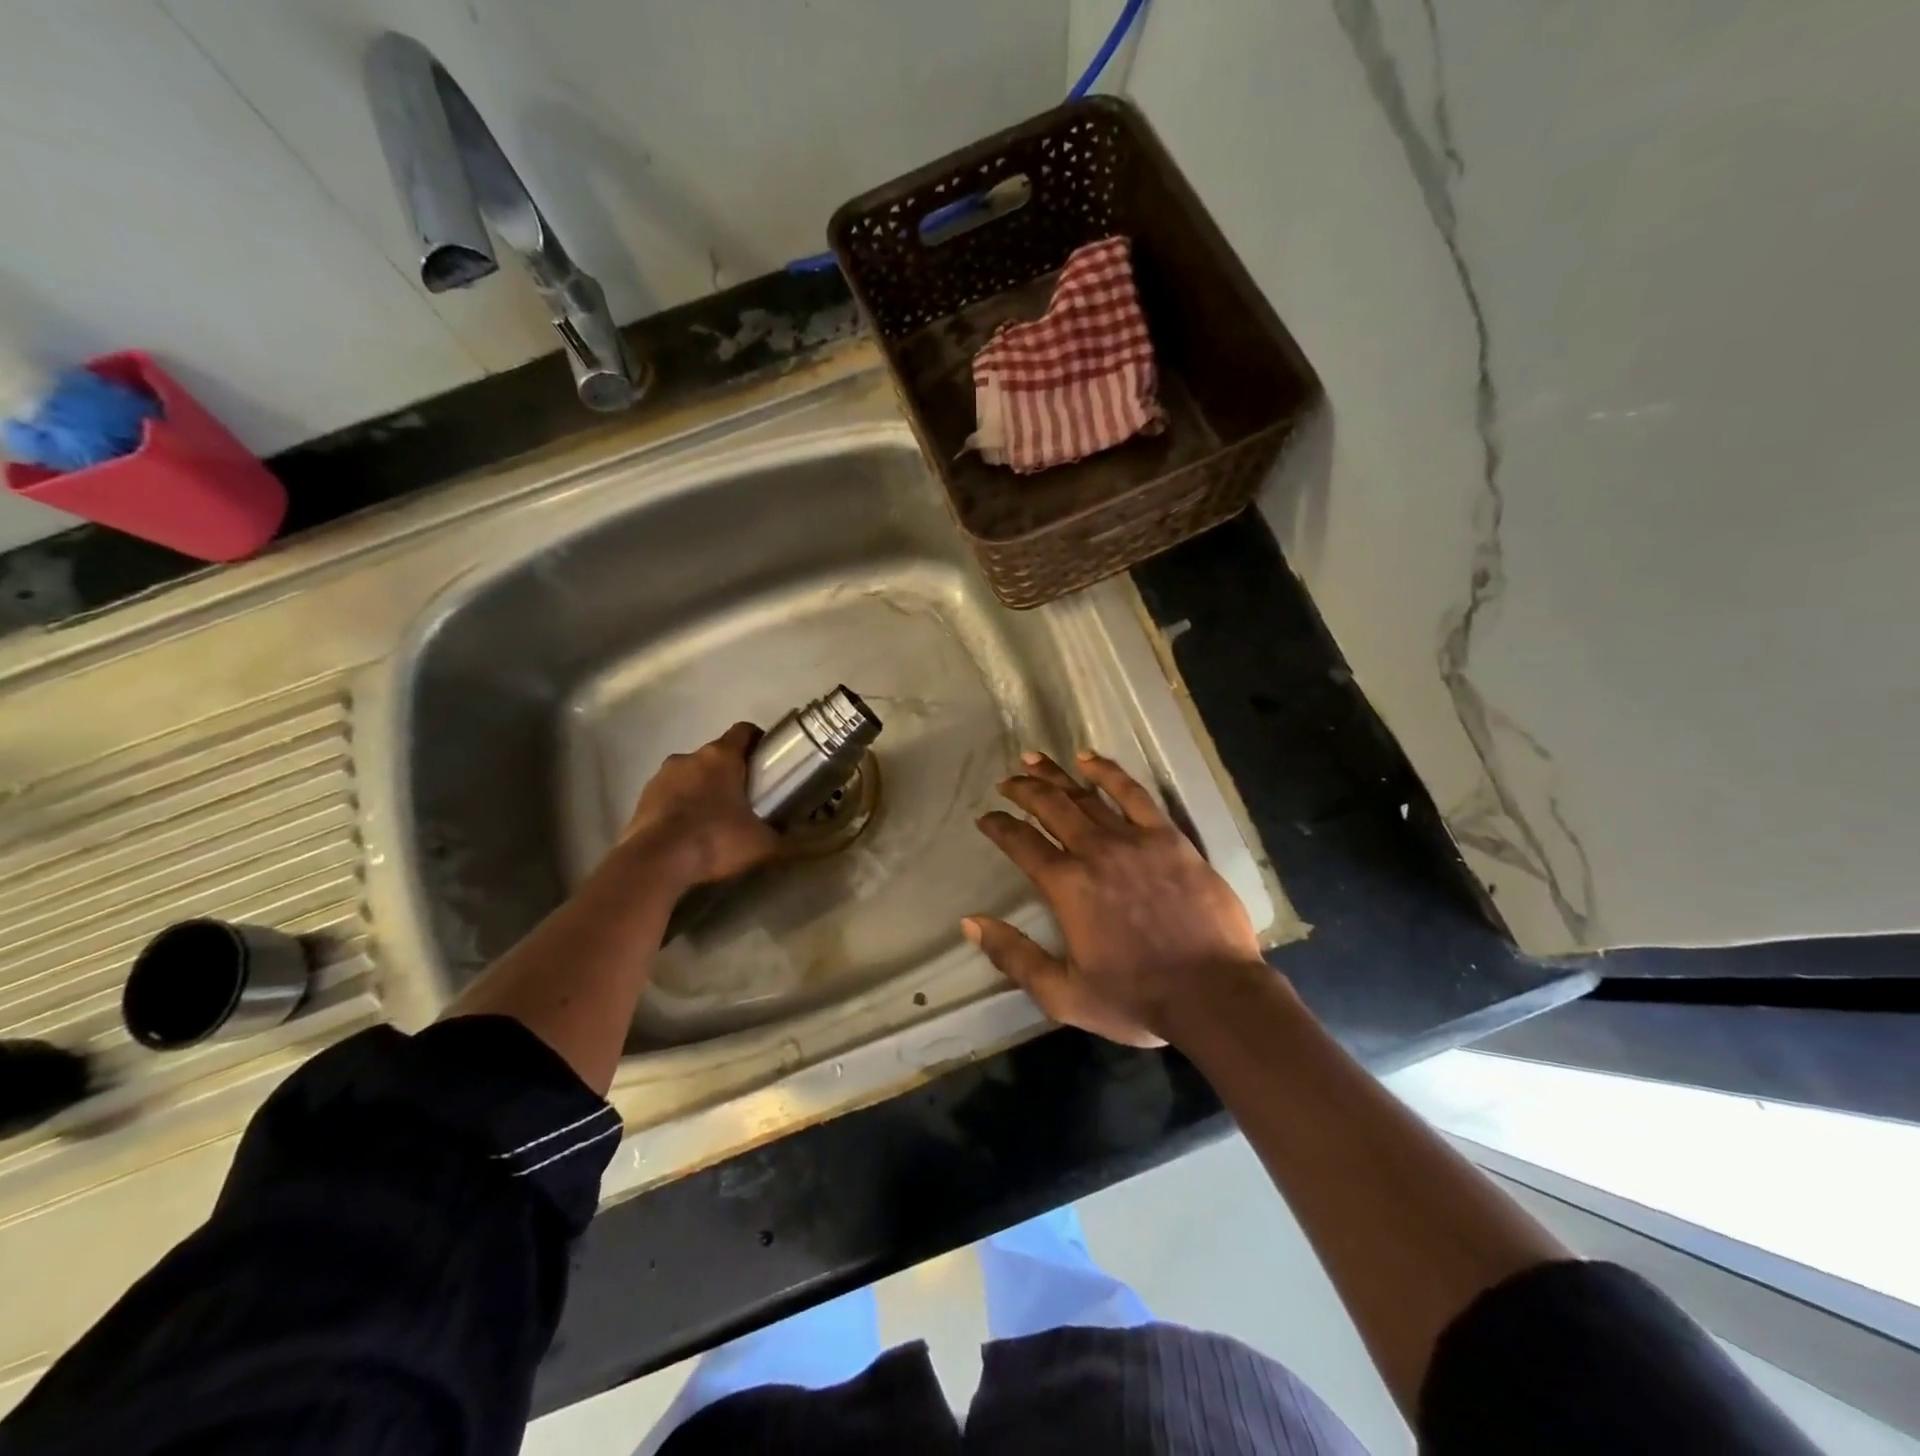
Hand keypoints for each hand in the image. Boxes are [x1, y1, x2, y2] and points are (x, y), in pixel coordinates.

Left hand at [622, 722, 779, 890]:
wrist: (656, 861)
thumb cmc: (715, 839)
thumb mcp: (761, 843)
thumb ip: (779, 834)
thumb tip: (788, 836)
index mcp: (721, 756)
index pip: (743, 731)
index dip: (757, 741)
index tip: (767, 759)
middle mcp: (689, 757)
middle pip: (716, 755)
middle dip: (730, 772)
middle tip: (745, 799)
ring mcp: (661, 776)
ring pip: (690, 775)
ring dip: (702, 789)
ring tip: (713, 819)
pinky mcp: (642, 798)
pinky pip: (669, 796)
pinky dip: (680, 807)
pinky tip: (688, 833)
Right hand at [966, 750, 1263, 1046]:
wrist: (1212, 994)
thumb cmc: (1135, 998)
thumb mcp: (1063, 994)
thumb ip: (1014, 957)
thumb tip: (972, 922)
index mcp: (1067, 886)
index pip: (1021, 843)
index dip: (999, 826)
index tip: (986, 818)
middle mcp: (1094, 852)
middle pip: (1050, 807)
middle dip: (1023, 790)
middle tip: (1006, 781)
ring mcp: (1134, 839)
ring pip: (1086, 795)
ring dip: (1056, 775)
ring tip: (1034, 759)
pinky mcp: (1168, 837)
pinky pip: (1133, 794)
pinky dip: (1109, 772)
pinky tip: (1090, 758)